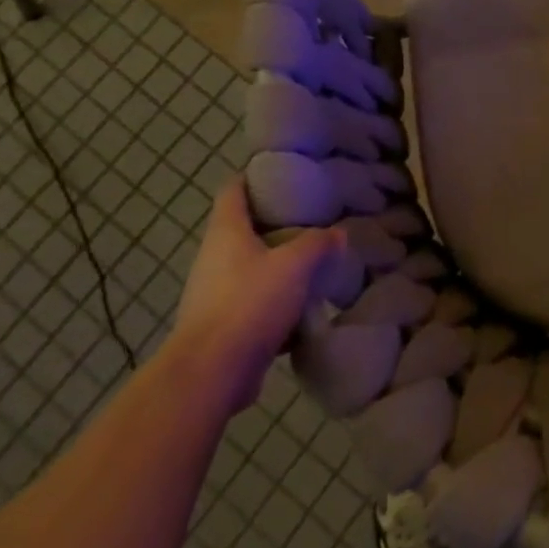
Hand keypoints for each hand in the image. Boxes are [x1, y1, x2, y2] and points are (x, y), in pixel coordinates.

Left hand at [169, 180, 344, 416]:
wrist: (210, 374)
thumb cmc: (248, 303)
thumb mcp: (294, 265)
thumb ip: (318, 244)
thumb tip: (337, 234)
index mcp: (226, 232)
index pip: (233, 189)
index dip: (254, 176)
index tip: (284, 172)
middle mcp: (214, 257)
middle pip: (245, 228)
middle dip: (277, 224)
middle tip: (312, 219)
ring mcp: (215, 293)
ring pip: (252, 268)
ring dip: (279, 265)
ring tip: (314, 262)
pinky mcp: (223, 326)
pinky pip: (254, 303)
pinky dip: (277, 302)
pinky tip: (305, 308)